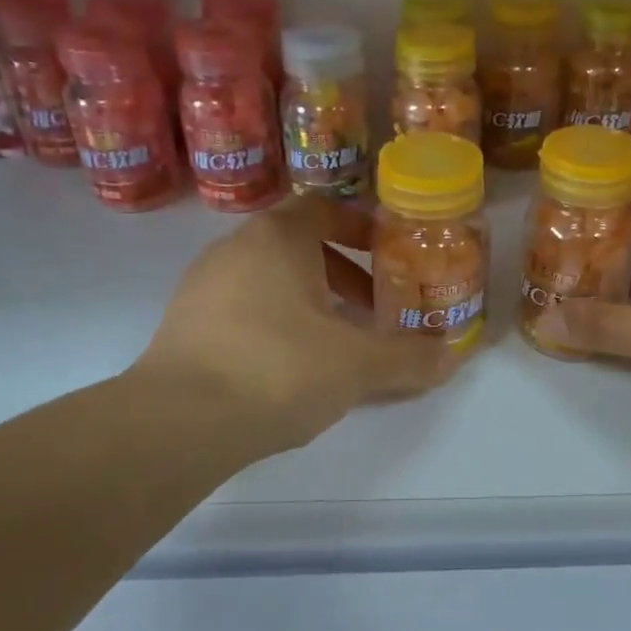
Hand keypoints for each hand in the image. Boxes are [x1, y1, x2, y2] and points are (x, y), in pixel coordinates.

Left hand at [135, 196, 458, 453]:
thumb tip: (452, 357)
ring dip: (309, 301)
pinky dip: (274, 323)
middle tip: (373, 308)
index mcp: (277, 238)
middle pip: (299, 245)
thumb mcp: (358, 365)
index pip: (325, 208)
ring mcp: (202, 286)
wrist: (179, 421)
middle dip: (343, 274)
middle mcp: (235, 249)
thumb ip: (409, 358)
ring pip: (269, 279)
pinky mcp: (183, 324)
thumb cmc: (278, 369)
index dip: (362, 228)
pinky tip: (289, 367)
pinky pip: (242, 308)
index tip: (389, 257)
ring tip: (336, 342)